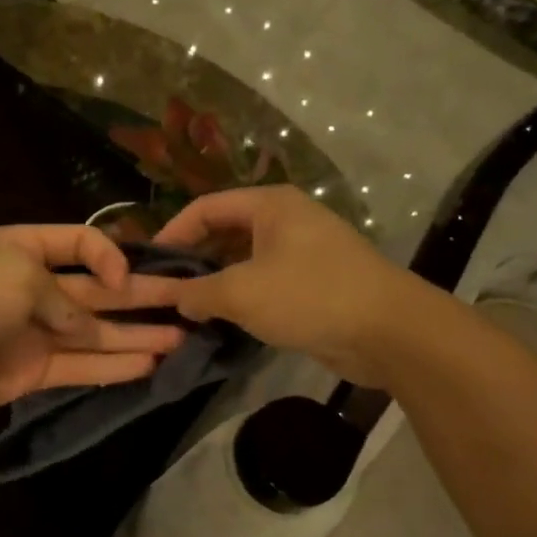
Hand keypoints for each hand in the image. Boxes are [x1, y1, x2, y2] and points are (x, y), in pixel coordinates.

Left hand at [0, 224, 186, 420]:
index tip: (126, 278)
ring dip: (138, 334)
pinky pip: (81, 366)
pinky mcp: (32, 372)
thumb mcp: (20, 276)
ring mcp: (34, 332)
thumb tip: (89, 327)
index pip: (81, 244)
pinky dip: (114, 367)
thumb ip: (66, 300)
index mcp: (24, 249)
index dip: (111, 256)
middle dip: (143, 296)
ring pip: (97, 332)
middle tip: (192, 301)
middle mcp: (34, 288)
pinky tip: (151, 365)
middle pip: (98, 291)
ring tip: (185, 337)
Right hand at [153, 185, 426, 385]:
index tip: (148, 264)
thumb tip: (175, 298)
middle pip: (224, 232)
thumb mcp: (241, 292)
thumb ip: (198, 292)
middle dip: (193, 260)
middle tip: (163, 291)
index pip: (205, 207)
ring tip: (186, 310)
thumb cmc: (309, 296)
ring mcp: (302, 252)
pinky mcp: (313, 284)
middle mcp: (286, 220)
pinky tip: (221, 321)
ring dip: (215, 283)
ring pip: (244, 261)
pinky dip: (241, 298)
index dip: (172, 232)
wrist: (388, 331)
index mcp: (269, 205)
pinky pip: (264, 283)